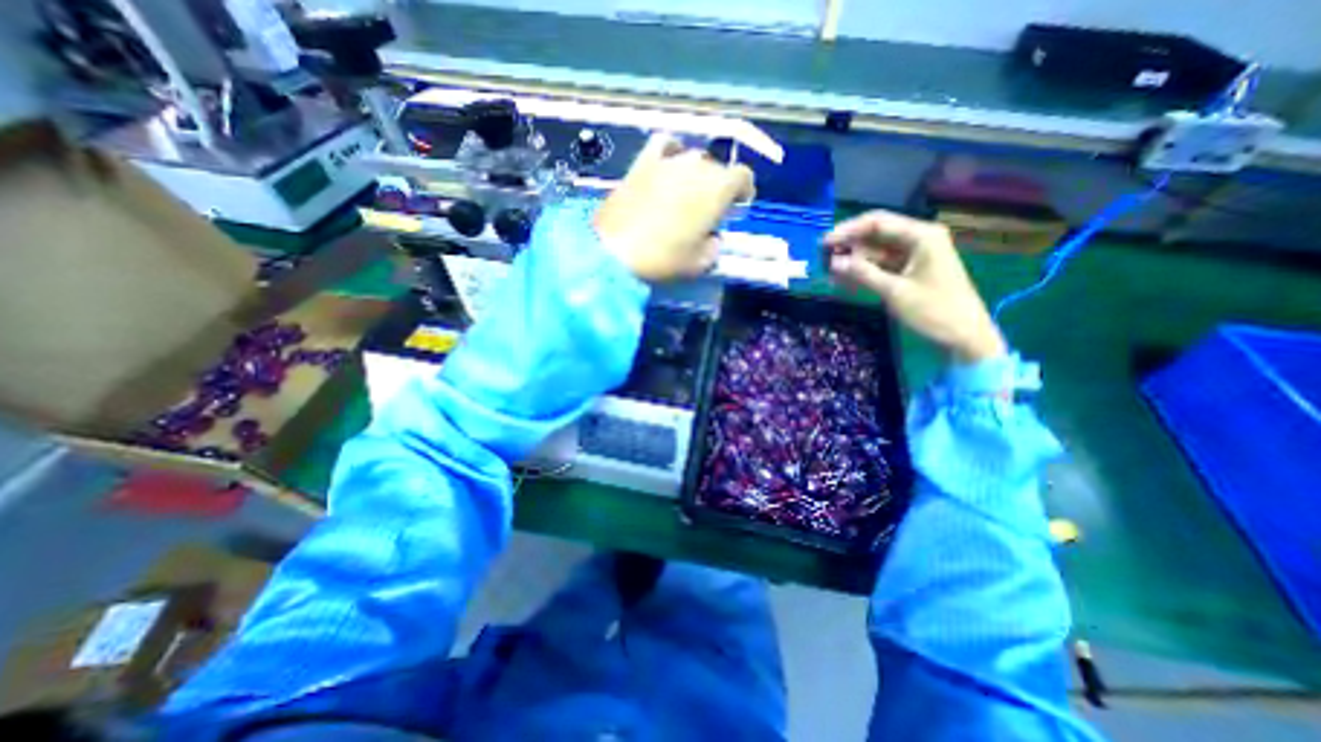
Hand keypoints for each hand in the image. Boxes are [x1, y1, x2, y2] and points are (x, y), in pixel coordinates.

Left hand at [598, 132, 752, 280]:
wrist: (616, 252)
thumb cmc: (664, 259)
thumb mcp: (699, 264)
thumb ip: (713, 247)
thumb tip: (712, 237)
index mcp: (717, 189)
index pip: (742, 176)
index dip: (743, 190)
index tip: (738, 206)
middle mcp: (697, 166)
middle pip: (717, 167)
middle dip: (718, 186)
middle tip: (709, 209)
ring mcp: (668, 161)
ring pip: (693, 157)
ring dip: (697, 172)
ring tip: (689, 191)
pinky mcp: (643, 162)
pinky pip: (664, 144)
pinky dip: (672, 151)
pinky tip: (669, 164)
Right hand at [830, 208, 1008, 362]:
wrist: (965, 337)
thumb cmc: (934, 311)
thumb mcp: (894, 292)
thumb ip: (863, 273)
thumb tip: (833, 262)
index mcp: (921, 235)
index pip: (877, 222)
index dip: (847, 230)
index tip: (822, 244)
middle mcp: (918, 239)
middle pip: (875, 235)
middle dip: (849, 247)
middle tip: (823, 261)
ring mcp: (914, 256)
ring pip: (875, 252)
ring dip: (853, 262)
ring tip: (829, 275)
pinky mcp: (910, 271)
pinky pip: (881, 266)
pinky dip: (864, 273)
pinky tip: (845, 282)